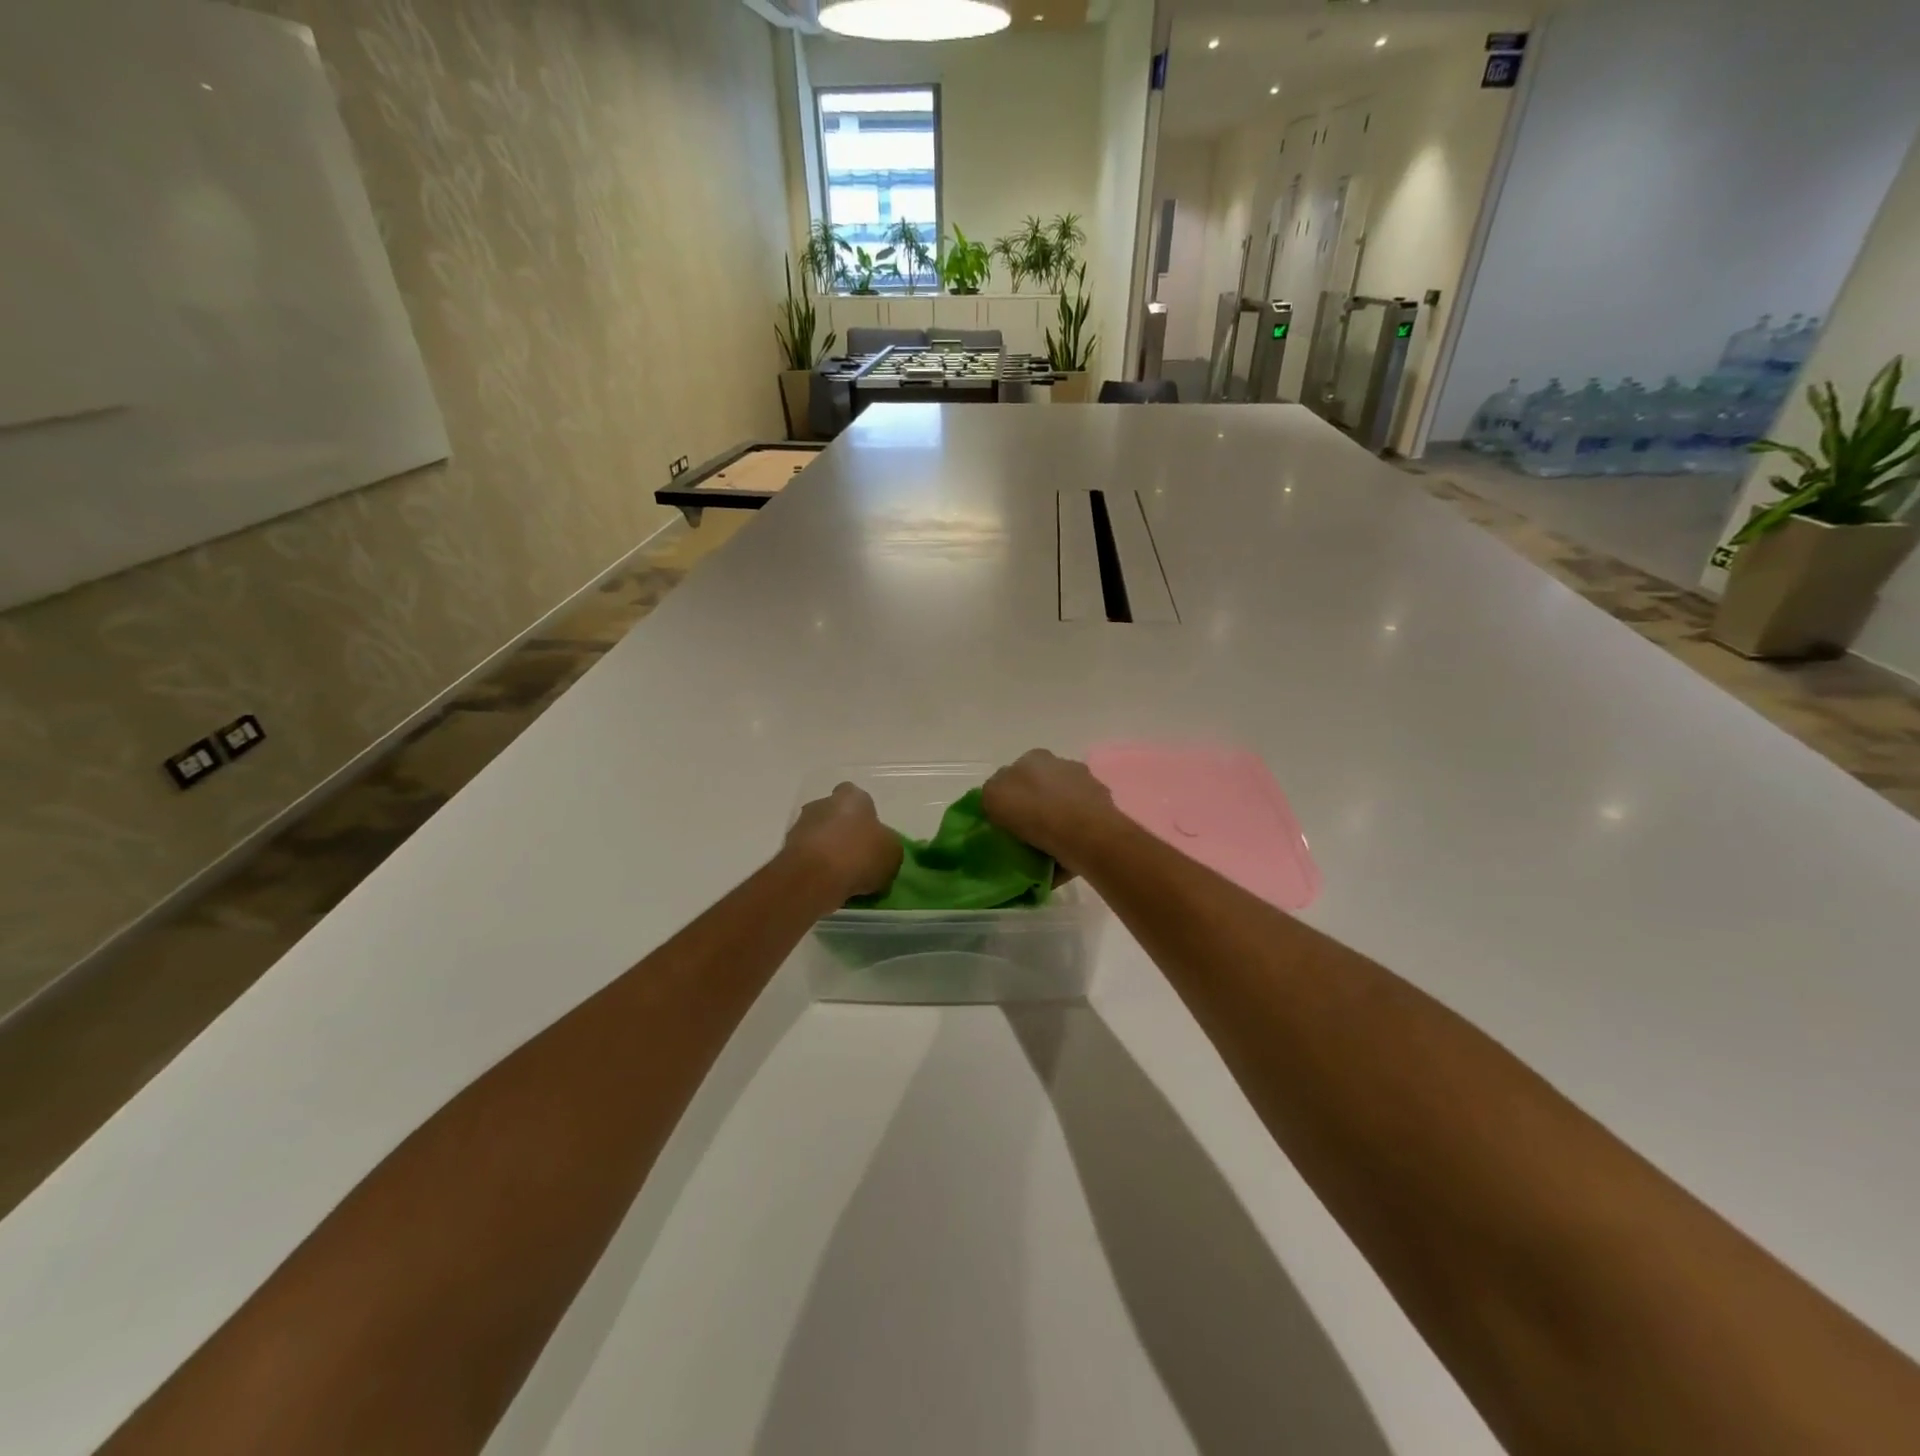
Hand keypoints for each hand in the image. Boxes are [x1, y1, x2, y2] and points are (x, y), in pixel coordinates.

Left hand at [784, 783, 901, 902]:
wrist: (814, 878)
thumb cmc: (860, 855)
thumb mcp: (892, 853)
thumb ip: (887, 847)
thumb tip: (880, 851)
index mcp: (851, 797)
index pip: (858, 797)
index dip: (866, 816)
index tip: (872, 837)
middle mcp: (822, 804)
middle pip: (836, 816)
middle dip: (844, 834)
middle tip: (859, 859)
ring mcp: (800, 827)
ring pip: (820, 837)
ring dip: (829, 853)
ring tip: (844, 879)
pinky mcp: (786, 852)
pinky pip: (808, 859)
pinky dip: (816, 870)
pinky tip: (828, 887)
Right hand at [982, 750, 1120, 873]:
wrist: (1085, 835)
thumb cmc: (1034, 811)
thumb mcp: (992, 797)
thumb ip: (991, 793)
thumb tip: (999, 799)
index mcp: (1036, 758)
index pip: (1016, 773)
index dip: (1009, 795)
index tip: (1004, 818)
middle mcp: (1064, 765)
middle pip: (1043, 788)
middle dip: (1035, 807)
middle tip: (1023, 834)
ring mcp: (1089, 786)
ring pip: (1064, 806)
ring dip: (1055, 824)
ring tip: (1044, 852)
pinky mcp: (1105, 812)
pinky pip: (1080, 828)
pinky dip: (1072, 841)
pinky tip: (1062, 860)